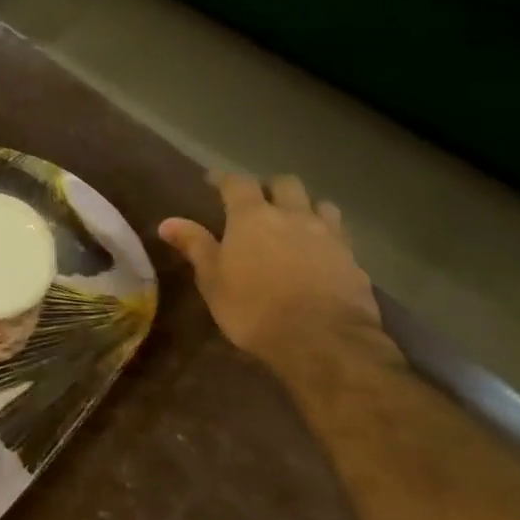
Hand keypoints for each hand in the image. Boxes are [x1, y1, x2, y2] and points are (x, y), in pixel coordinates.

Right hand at [159, 171, 388, 369]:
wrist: (322, 340)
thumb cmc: (253, 308)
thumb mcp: (212, 280)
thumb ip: (194, 245)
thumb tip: (167, 222)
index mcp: (252, 216)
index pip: (237, 183)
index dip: (224, 179)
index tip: (213, 181)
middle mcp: (292, 215)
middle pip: (285, 183)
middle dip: (270, 187)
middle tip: (258, 202)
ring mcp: (327, 234)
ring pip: (319, 203)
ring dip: (304, 206)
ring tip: (294, 223)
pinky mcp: (352, 257)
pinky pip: (338, 233)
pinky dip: (325, 234)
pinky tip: (318, 251)